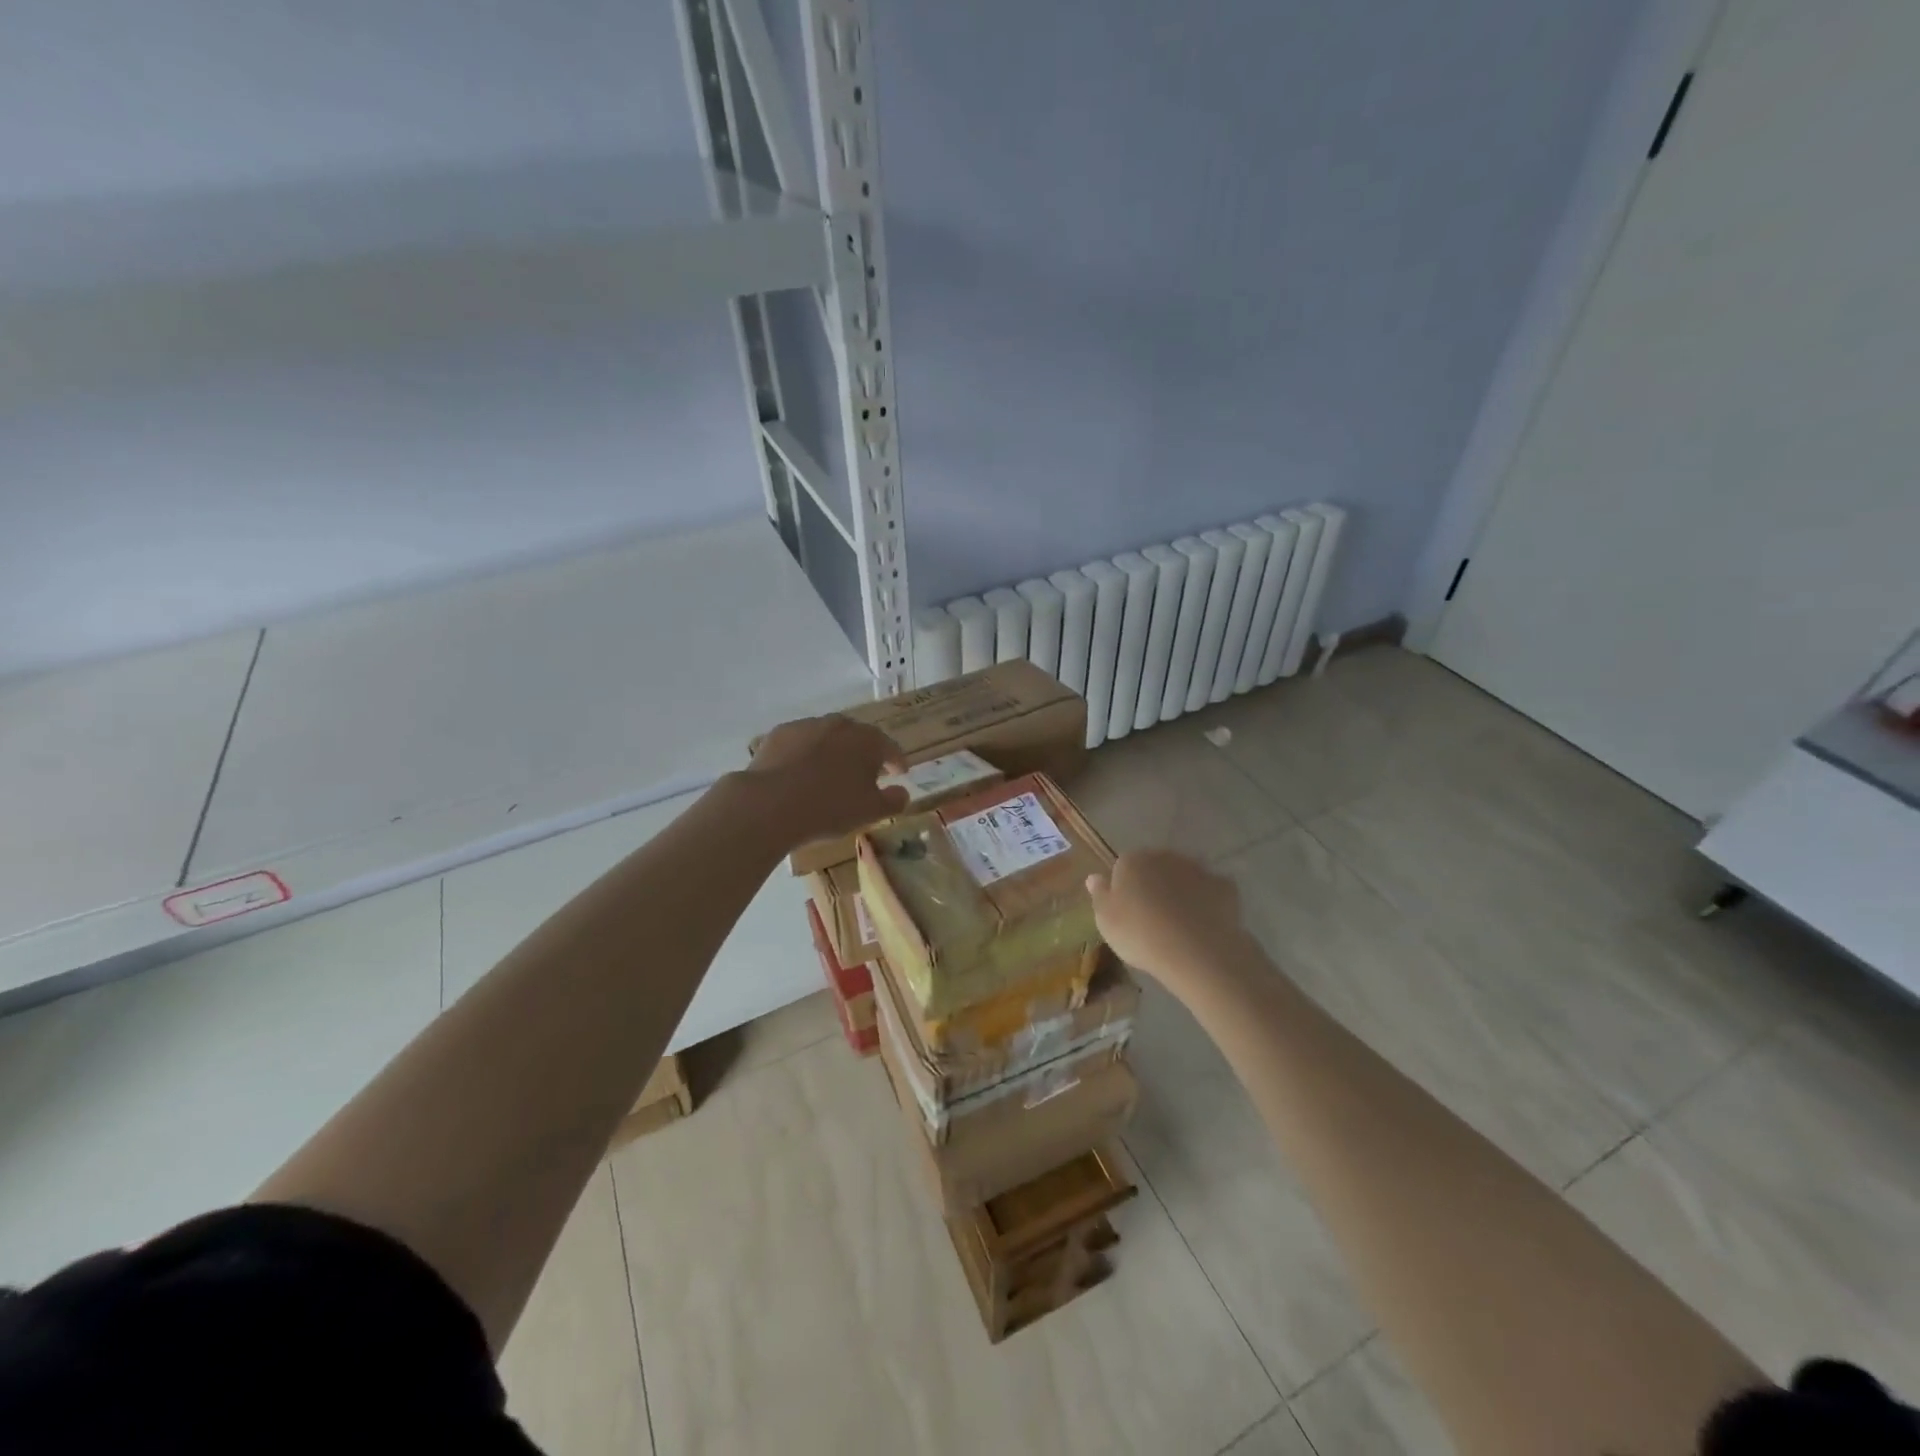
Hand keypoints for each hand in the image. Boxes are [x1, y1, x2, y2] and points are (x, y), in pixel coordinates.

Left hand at [742, 714, 909, 845]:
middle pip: (858, 737)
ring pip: (827, 736)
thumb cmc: (830, 807)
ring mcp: (807, 726)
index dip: (897, 761)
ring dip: (833, 751)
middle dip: (864, 753)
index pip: (890, 747)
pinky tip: (800, 772)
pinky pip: (800, 743)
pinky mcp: (779, 734)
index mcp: (867, 740)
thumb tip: (903, 793)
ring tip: (830, 773)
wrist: (771, 804)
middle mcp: (839, 725)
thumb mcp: (870, 811)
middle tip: (865, 773)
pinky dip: (805, 753)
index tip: (900, 772)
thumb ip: (893, 801)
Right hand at [1086, 850, 1252, 986]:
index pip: (1123, 866)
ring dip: (1181, 891)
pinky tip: (1205, 924)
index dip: (1125, 888)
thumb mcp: (1106, 920)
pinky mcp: (1224, 886)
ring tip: (1180, 923)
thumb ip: (1099, 895)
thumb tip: (1094, 877)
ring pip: (1184, 877)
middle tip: (1153, 917)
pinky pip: (1211, 891)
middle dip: (1154, 885)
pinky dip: (1207, 902)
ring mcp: (1197, 869)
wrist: (1194, 950)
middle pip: (1155, 867)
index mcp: (1131, 861)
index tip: (1127, 911)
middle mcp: (1164, 857)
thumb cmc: (1140, 934)